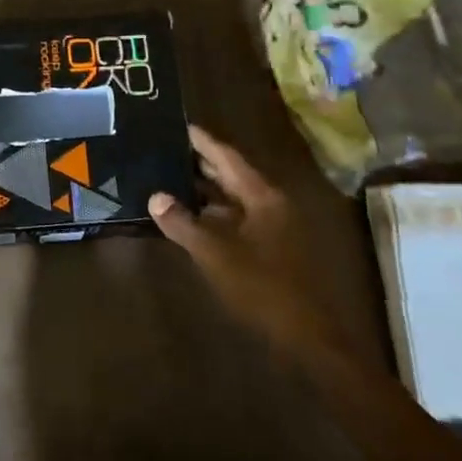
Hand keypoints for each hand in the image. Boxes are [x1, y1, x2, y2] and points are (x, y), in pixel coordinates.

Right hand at [149, 125, 351, 367]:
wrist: (306, 336)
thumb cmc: (262, 287)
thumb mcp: (215, 254)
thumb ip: (183, 224)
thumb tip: (155, 196)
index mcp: (261, 196)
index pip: (226, 156)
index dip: (201, 140)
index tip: (176, 124)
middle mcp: (269, 203)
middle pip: (230, 174)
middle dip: (198, 162)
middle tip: (164, 148)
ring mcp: (272, 226)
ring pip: (232, 198)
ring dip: (203, 189)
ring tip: (167, 178)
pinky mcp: (269, 247)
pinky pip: (235, 218)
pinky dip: (212, 213)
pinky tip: (188, 218)